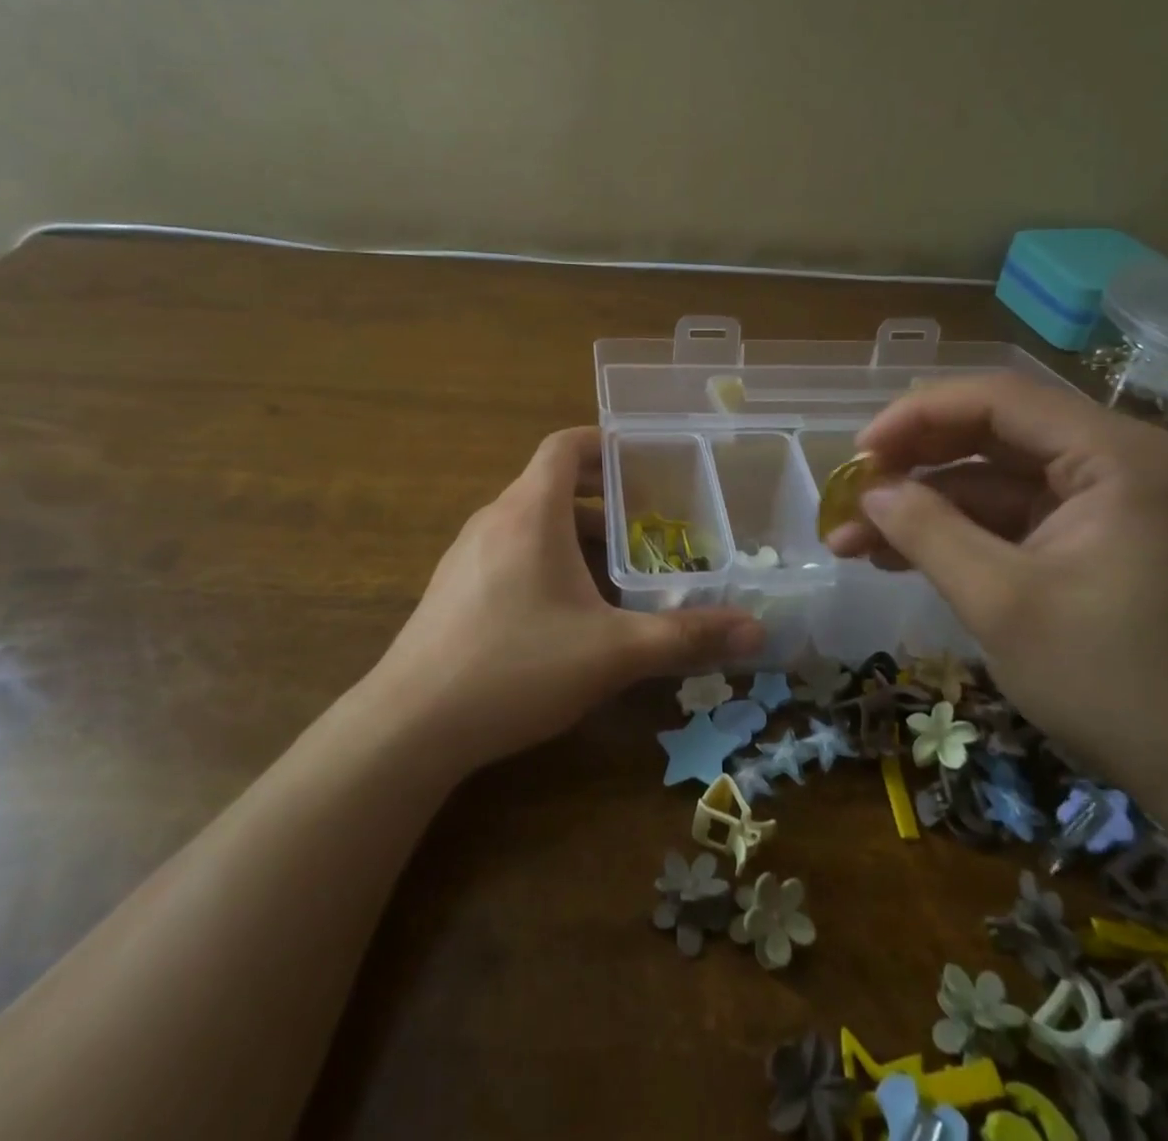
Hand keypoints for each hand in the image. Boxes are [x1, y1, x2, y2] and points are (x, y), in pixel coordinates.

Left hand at [364, 427, 763, 774]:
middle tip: (648, 519)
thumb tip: (757, 632)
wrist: (410, 724)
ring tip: (615, 568)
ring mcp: (465, 554)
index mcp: (529, 512)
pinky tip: (564, 610)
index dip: (604, 443)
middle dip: (602, 497)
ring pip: (529, 522)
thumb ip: (685, 637)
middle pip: (550, 484)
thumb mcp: (612, 652)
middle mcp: (493, 520)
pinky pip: (507, 552)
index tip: (643, 460)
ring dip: (573, 532)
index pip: (564, 446)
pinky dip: (543, 559)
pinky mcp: (451, 589)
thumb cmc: (516, 666)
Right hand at [825, 374, 1167, 849]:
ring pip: (994, 480)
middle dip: (914, 464)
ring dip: (925, 506)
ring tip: (853, 539)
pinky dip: (957, 533)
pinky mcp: (1096, 540)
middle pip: (993, 433)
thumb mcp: (1001, 602)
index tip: (857, 453)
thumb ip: (927, 531)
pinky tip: (898, 556)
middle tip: (851, 493)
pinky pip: (1012, 518)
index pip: (998, 399)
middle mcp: (1118, 461)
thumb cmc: (1112, 681)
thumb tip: (868, 489)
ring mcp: (1108, 502)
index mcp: (1116, 456)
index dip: (916, 416)